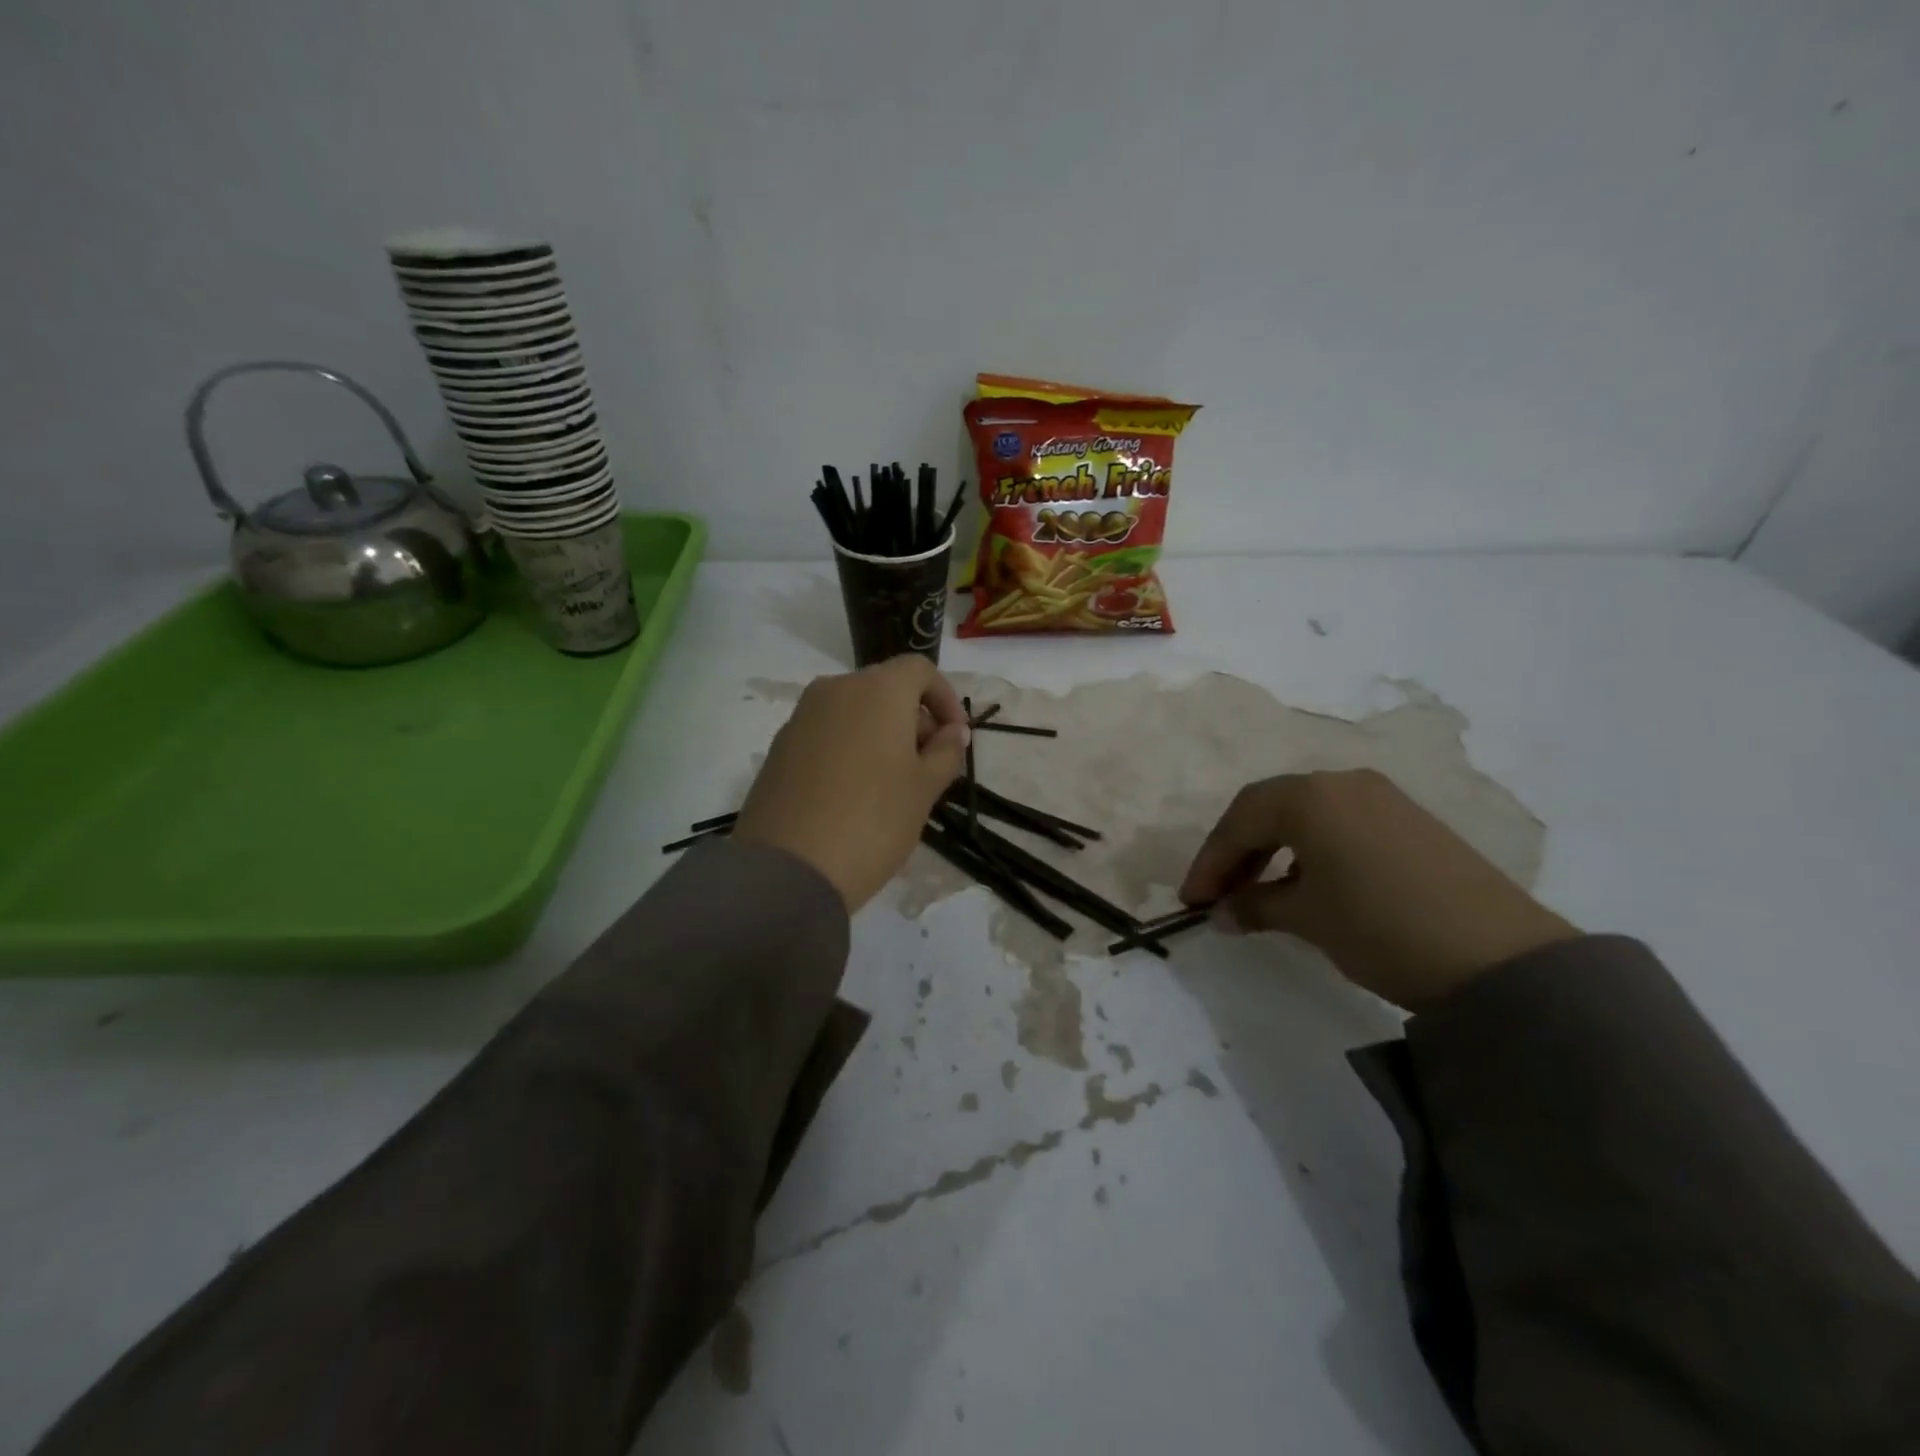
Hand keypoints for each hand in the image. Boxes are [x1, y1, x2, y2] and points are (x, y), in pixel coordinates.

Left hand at [733, 655, 969, 911]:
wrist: (788, 868)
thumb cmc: (873, 820)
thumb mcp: (924, 788)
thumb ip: (946, 752)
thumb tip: (953, 731)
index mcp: (877, 689)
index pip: (919, 670)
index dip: (945, 698)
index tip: (955, 737)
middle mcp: (835, 689)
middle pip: (885, 688)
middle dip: (914, 719)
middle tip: (929, 766)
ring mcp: (801, 717)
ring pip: (854, 711)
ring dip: (882, 734)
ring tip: (893, 783)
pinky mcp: (780, 747)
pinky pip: (827, 733)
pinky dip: (850, 748)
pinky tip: (854, 793)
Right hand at [1180, 769, 1575, 1010]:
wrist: (1502, 960)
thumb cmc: (1381, 927)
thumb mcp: (1308, 918)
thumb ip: (1254, 906)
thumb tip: (1222, 913)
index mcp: (1309, 796)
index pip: (1239, 820)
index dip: (1209, 862)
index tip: (1192, 901)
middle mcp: (1342, 783)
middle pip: (1269, 809)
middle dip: (1236, 852)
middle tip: (1219, 895)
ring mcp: (1381, 798)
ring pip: (1305, 815)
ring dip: (1272, 850)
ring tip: (1259, 893)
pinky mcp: (1410, 820)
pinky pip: (1339, 824)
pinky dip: (1310, 850)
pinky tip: (1307, 885)